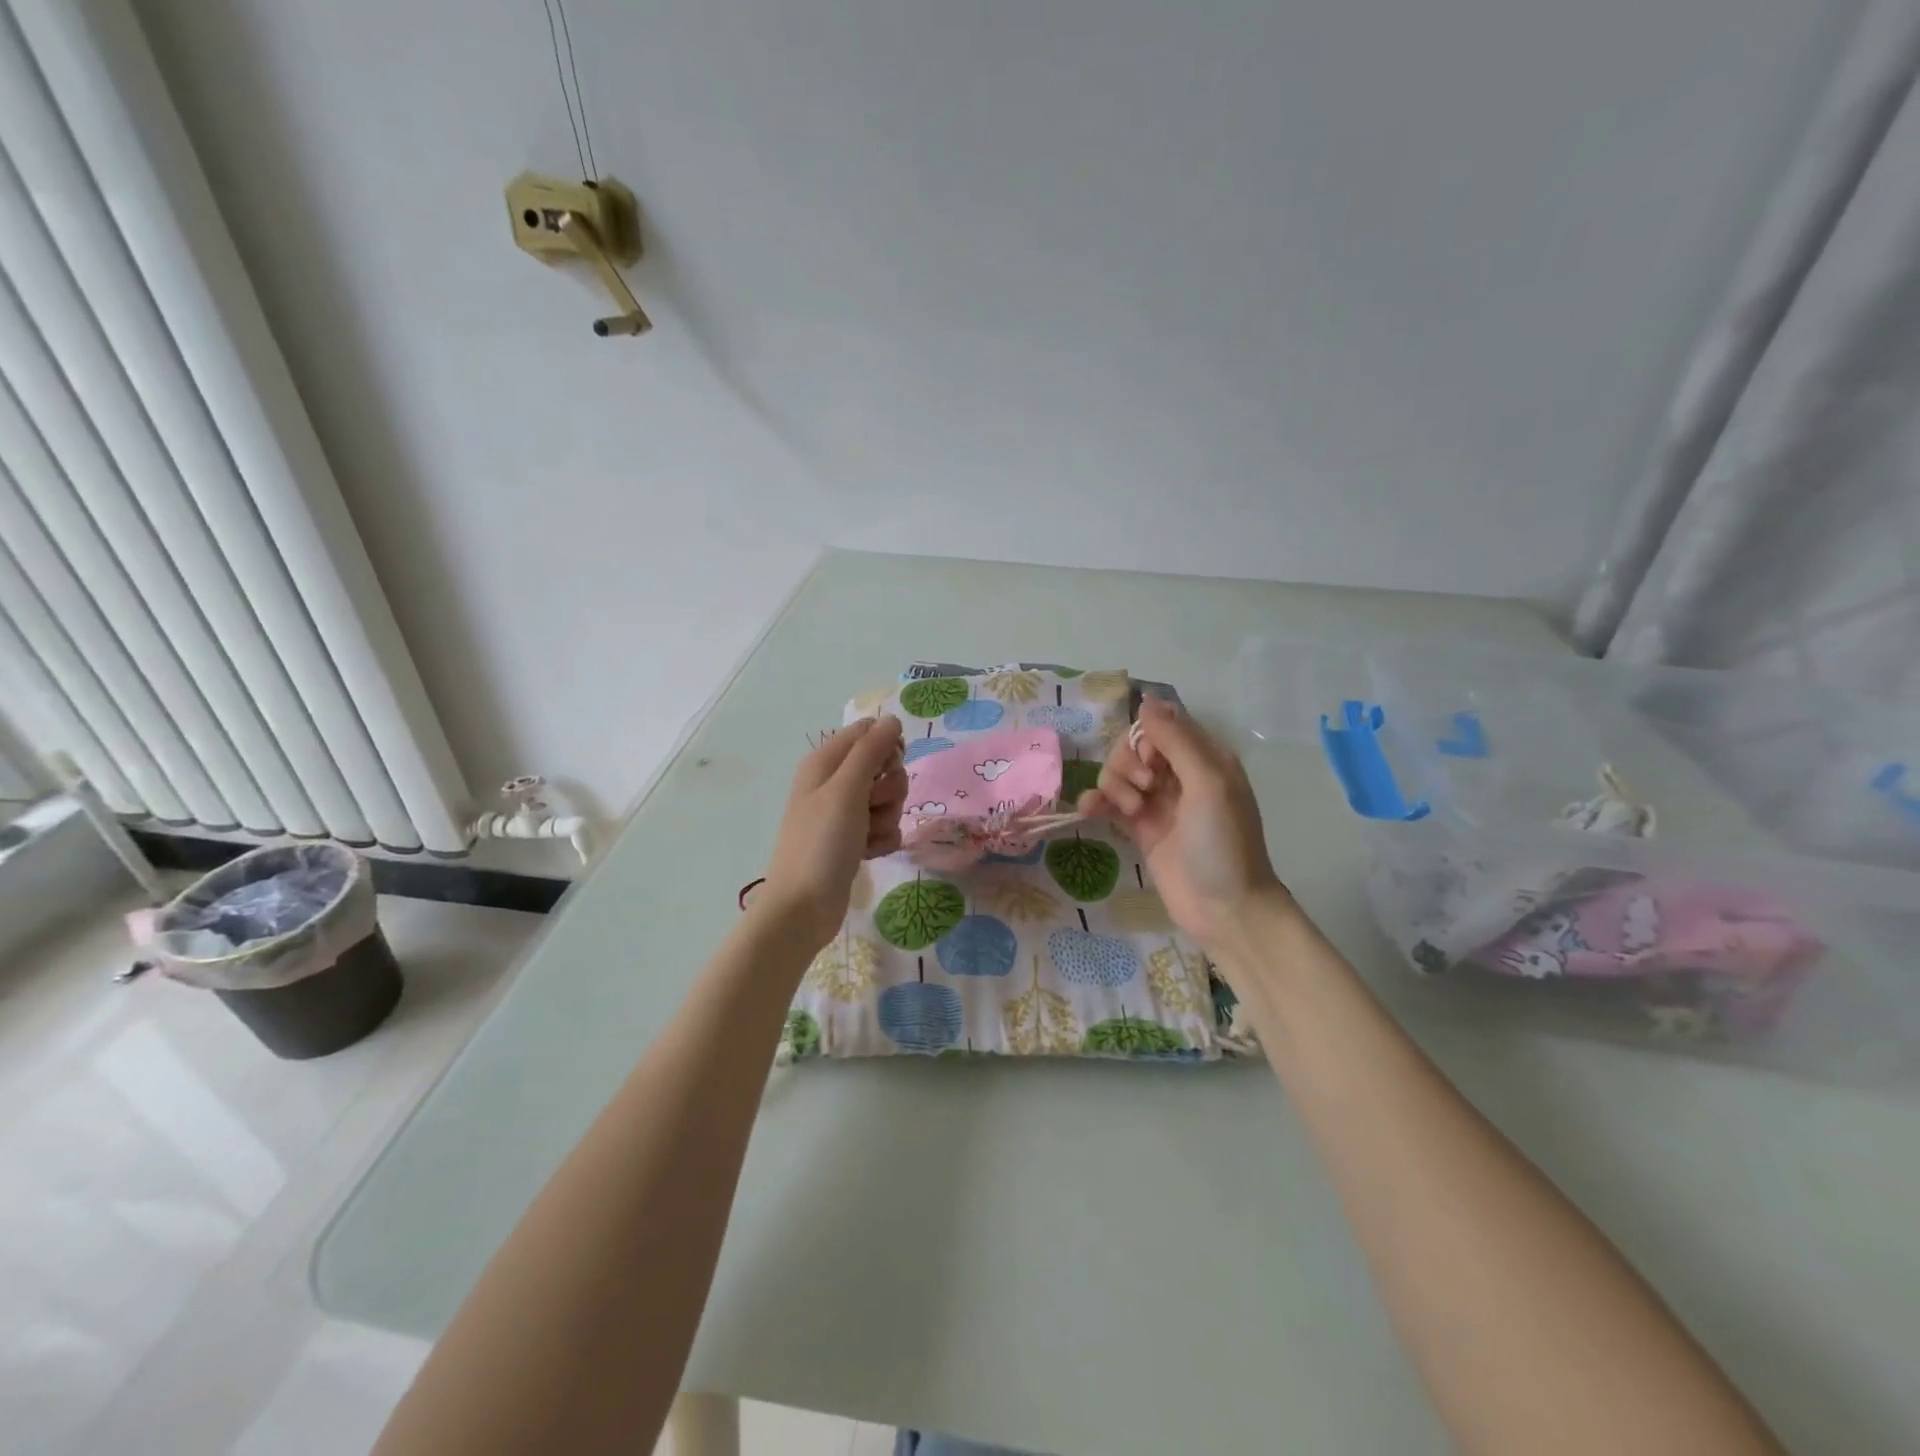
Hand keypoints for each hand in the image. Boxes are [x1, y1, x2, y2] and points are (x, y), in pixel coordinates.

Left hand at [760, 716, 908, 949]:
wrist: (803, 907)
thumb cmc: (822, 842)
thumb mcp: (846, 789)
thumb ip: (871, 750)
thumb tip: (892, 719)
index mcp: (825, 762)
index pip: (869, 732)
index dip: (886, 747)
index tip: (888, 767)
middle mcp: (835, 783)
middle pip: (884, 767)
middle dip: (889, 789)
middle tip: (872, 807)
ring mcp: (844, 814)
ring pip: (888, 800)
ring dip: (887, 818)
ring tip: (867, 837)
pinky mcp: (854, 841)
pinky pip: (885, 828)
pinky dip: (883, 841)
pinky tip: (869, 854)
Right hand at [1077, 697, 1285, 948]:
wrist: (1225, 909)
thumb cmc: (1224, 843)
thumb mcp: (1208, 783)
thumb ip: (1176, 740)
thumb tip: (1146, 700)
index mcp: (1204, 757)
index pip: (1160, 724)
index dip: (1146, 737)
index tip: (1154, 764)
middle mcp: (1179, 774)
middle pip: (1134, 746)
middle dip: (1128, 762)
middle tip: (1144, 791)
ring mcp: (1157, 801)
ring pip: (1118, 771)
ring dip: (1115, 784)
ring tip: (1131, 812)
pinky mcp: (1138, 828)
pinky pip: (1108, 801)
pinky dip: (1097, 801)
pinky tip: (1091, 811)